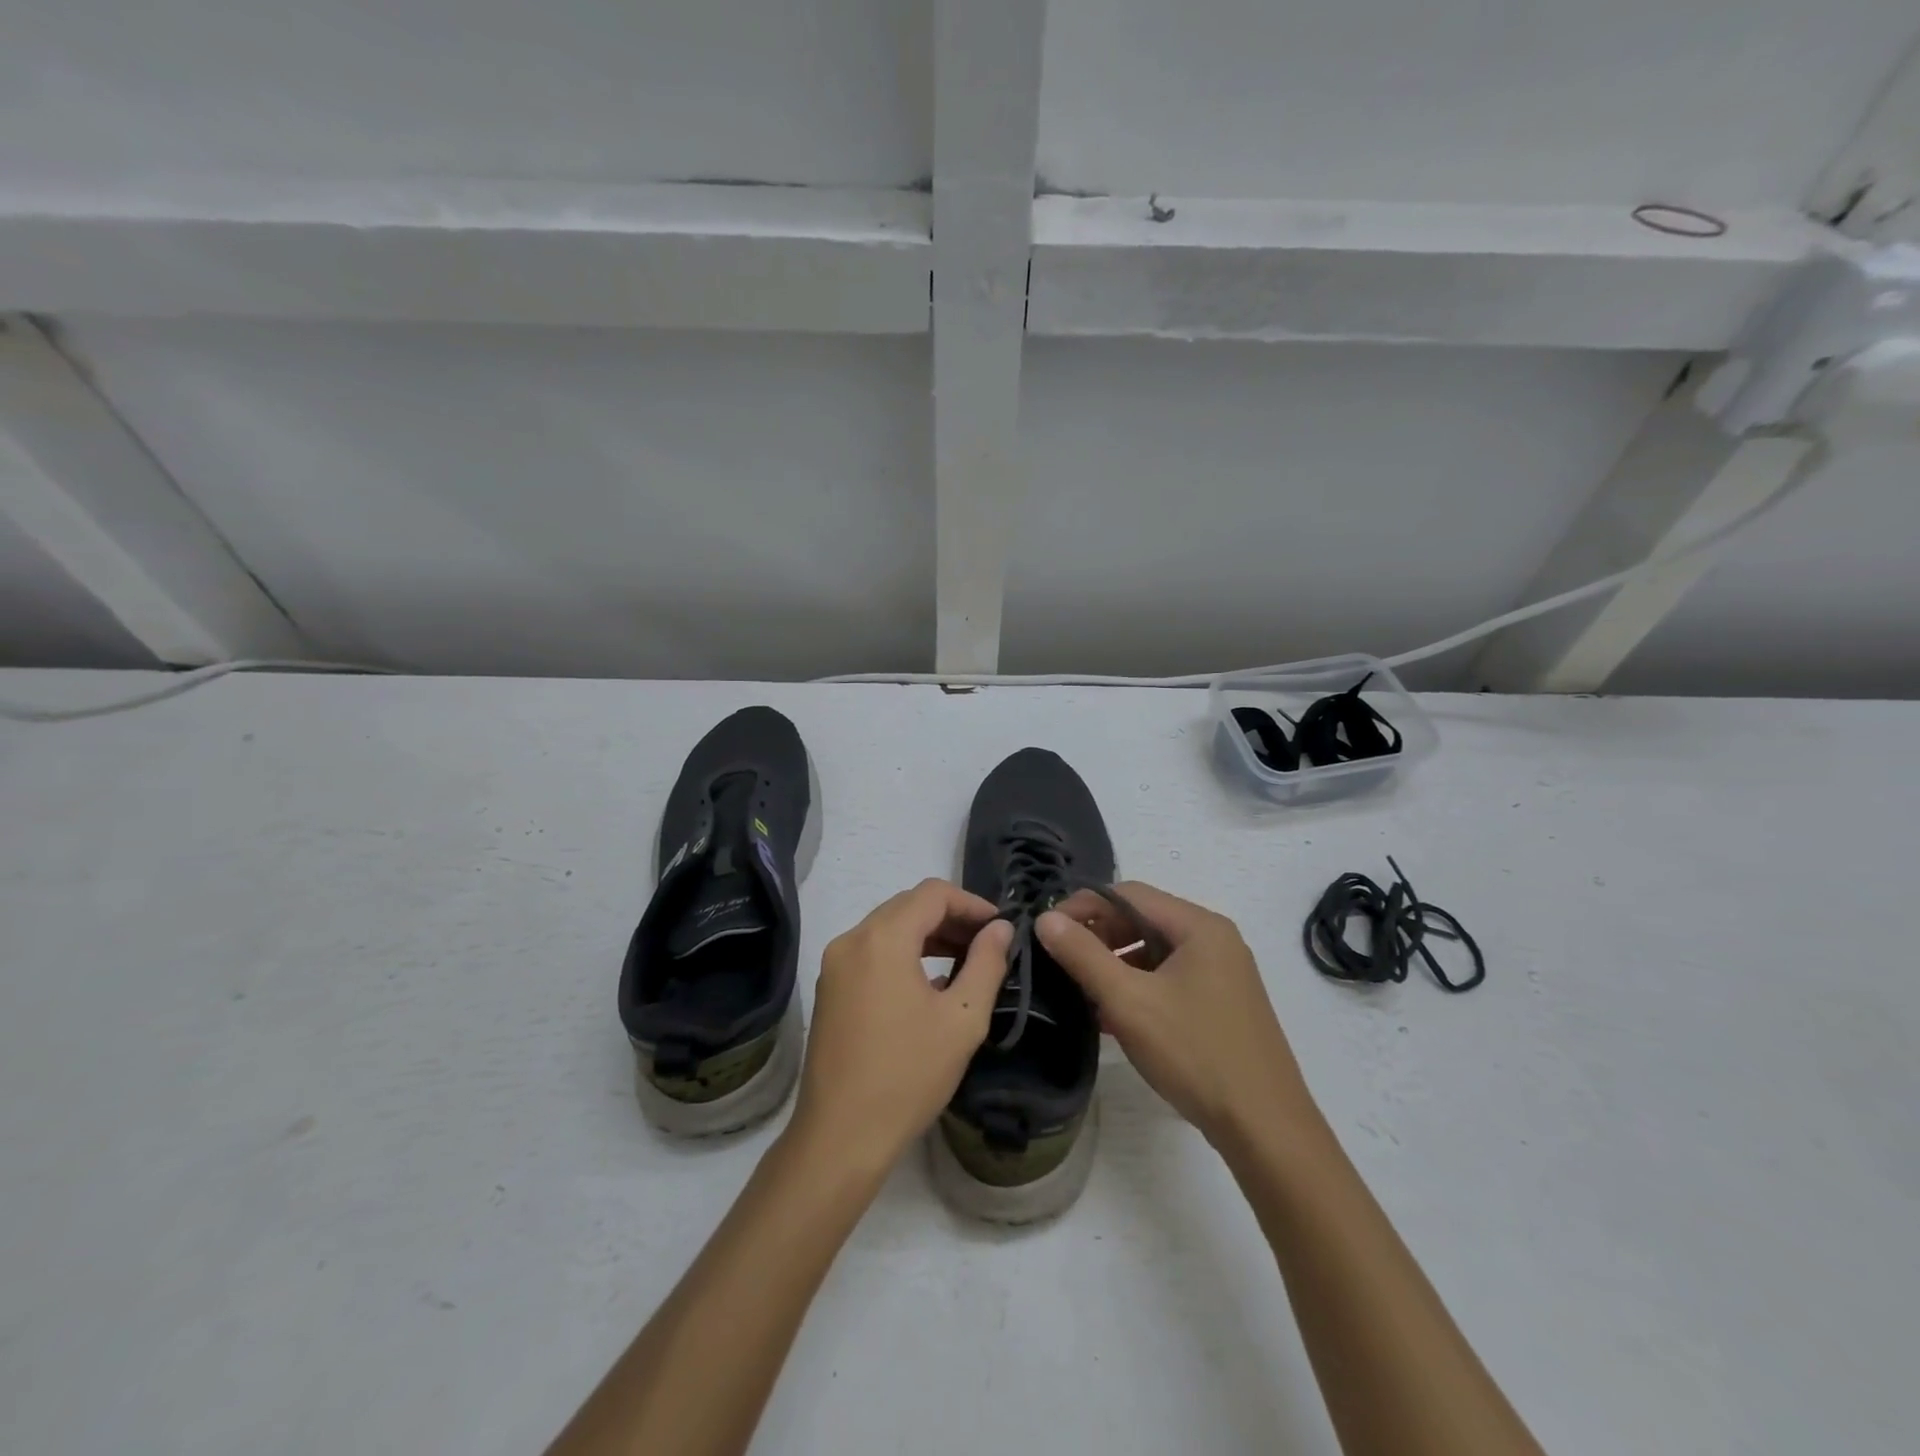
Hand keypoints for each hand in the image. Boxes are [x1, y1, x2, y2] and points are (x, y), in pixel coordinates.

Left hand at [789, 880, 1012, 1175]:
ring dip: (928, 934)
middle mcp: (852, 939)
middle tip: (987, 943)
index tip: (1000, 927)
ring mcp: (835, 963)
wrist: (840, 1136)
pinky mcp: (829, 987)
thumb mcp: (962, 1019)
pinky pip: (872, 951)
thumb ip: (986, 964)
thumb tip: (1001, 929)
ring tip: (965, 960)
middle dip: (951, 917)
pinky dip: (903, 952)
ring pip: (888, 927)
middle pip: (908, 905)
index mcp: (882, 938)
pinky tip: (930, 982)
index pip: (933, 893)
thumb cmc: (908, 1075)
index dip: (971, 903)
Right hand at [1037, 882, 1317, 1149]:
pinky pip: (1169, 978)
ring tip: (1081, 989)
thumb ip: (1083, 955)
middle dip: (1098, 935)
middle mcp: (1214, 940)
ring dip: (1115, 963)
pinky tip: (1111, 1014)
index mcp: (1199, 926)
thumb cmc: (1195, 1054)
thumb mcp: (1129, 1001)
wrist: (1266, 1129)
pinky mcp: (1221, 1004)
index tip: (1048, 930)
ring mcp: (1221, 973)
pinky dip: (1137, 986)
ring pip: (1154, 951)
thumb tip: (1046, 919)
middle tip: (1061, 961)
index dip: (1083, 905)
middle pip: (1143, 919)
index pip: (1128, 893)